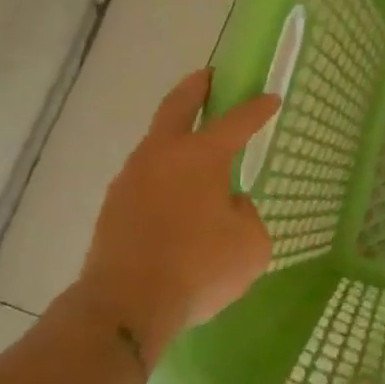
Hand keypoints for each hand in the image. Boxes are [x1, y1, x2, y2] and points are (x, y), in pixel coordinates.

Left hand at [69, 69, 278, 358]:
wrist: (125, 306)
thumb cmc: (198, 267)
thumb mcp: (251, 245)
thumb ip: (246, 215)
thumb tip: (228, 205)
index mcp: (200, 156)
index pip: (236, 122)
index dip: (257, 109)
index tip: (271, 99)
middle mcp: (161, 156)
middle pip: (177, 107)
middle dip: (196, 88)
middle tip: (209, 77)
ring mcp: (130, 179)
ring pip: (156, 144)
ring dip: (176, 137)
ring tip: (195, 148)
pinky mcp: (113, 208)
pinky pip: (146, 179)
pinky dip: (163, 176)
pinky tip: (176, 196)